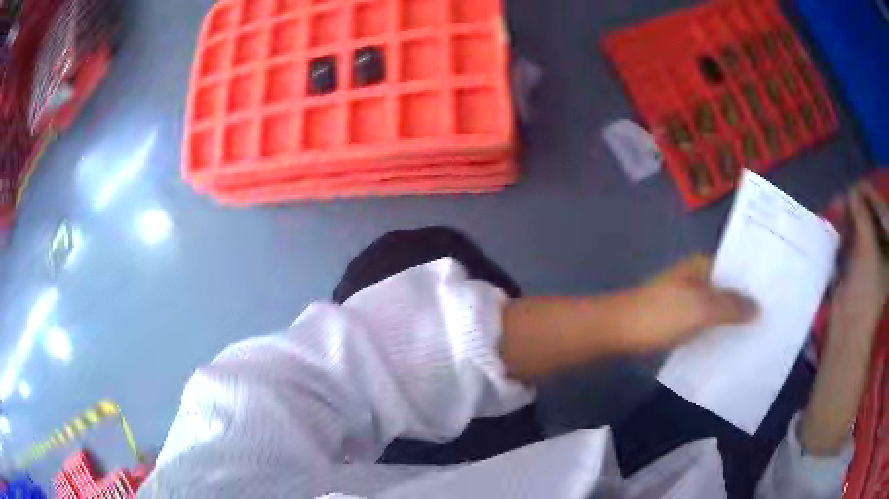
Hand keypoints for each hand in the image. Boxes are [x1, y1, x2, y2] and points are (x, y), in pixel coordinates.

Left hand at [620, 255, 757, 351]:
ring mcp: (683, 300)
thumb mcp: (701, 308)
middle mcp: (694, 279)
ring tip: (756, 333)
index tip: (774, 294)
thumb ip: (731, 306)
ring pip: (714, 307)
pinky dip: (715, 330)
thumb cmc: (661, 314)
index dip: (753, 280)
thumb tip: (758, 307)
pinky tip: (728, 345)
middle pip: (726, 288)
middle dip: (745, 302)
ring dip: (731, 318)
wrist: (617, 331)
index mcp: (701, 267)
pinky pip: (702, 323)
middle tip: (770, 317)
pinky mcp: (674, 320)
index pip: (735, 267)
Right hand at [829, 184, 888, 339]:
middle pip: (874, 219)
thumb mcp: (867, 247)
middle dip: (860, 207)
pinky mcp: (859, 268)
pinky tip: (841, 228)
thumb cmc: (865, 290)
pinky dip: (848, 233)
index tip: (857, 187)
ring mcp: (872, 261)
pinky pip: (855, 241)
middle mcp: (883, 253)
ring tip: (840, 211)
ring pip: (863, 228)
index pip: (883, 214)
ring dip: (852, 219)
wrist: (848, 330)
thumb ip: (862, 214)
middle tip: (847, 198)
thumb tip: (852, 191)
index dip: (872, 198)